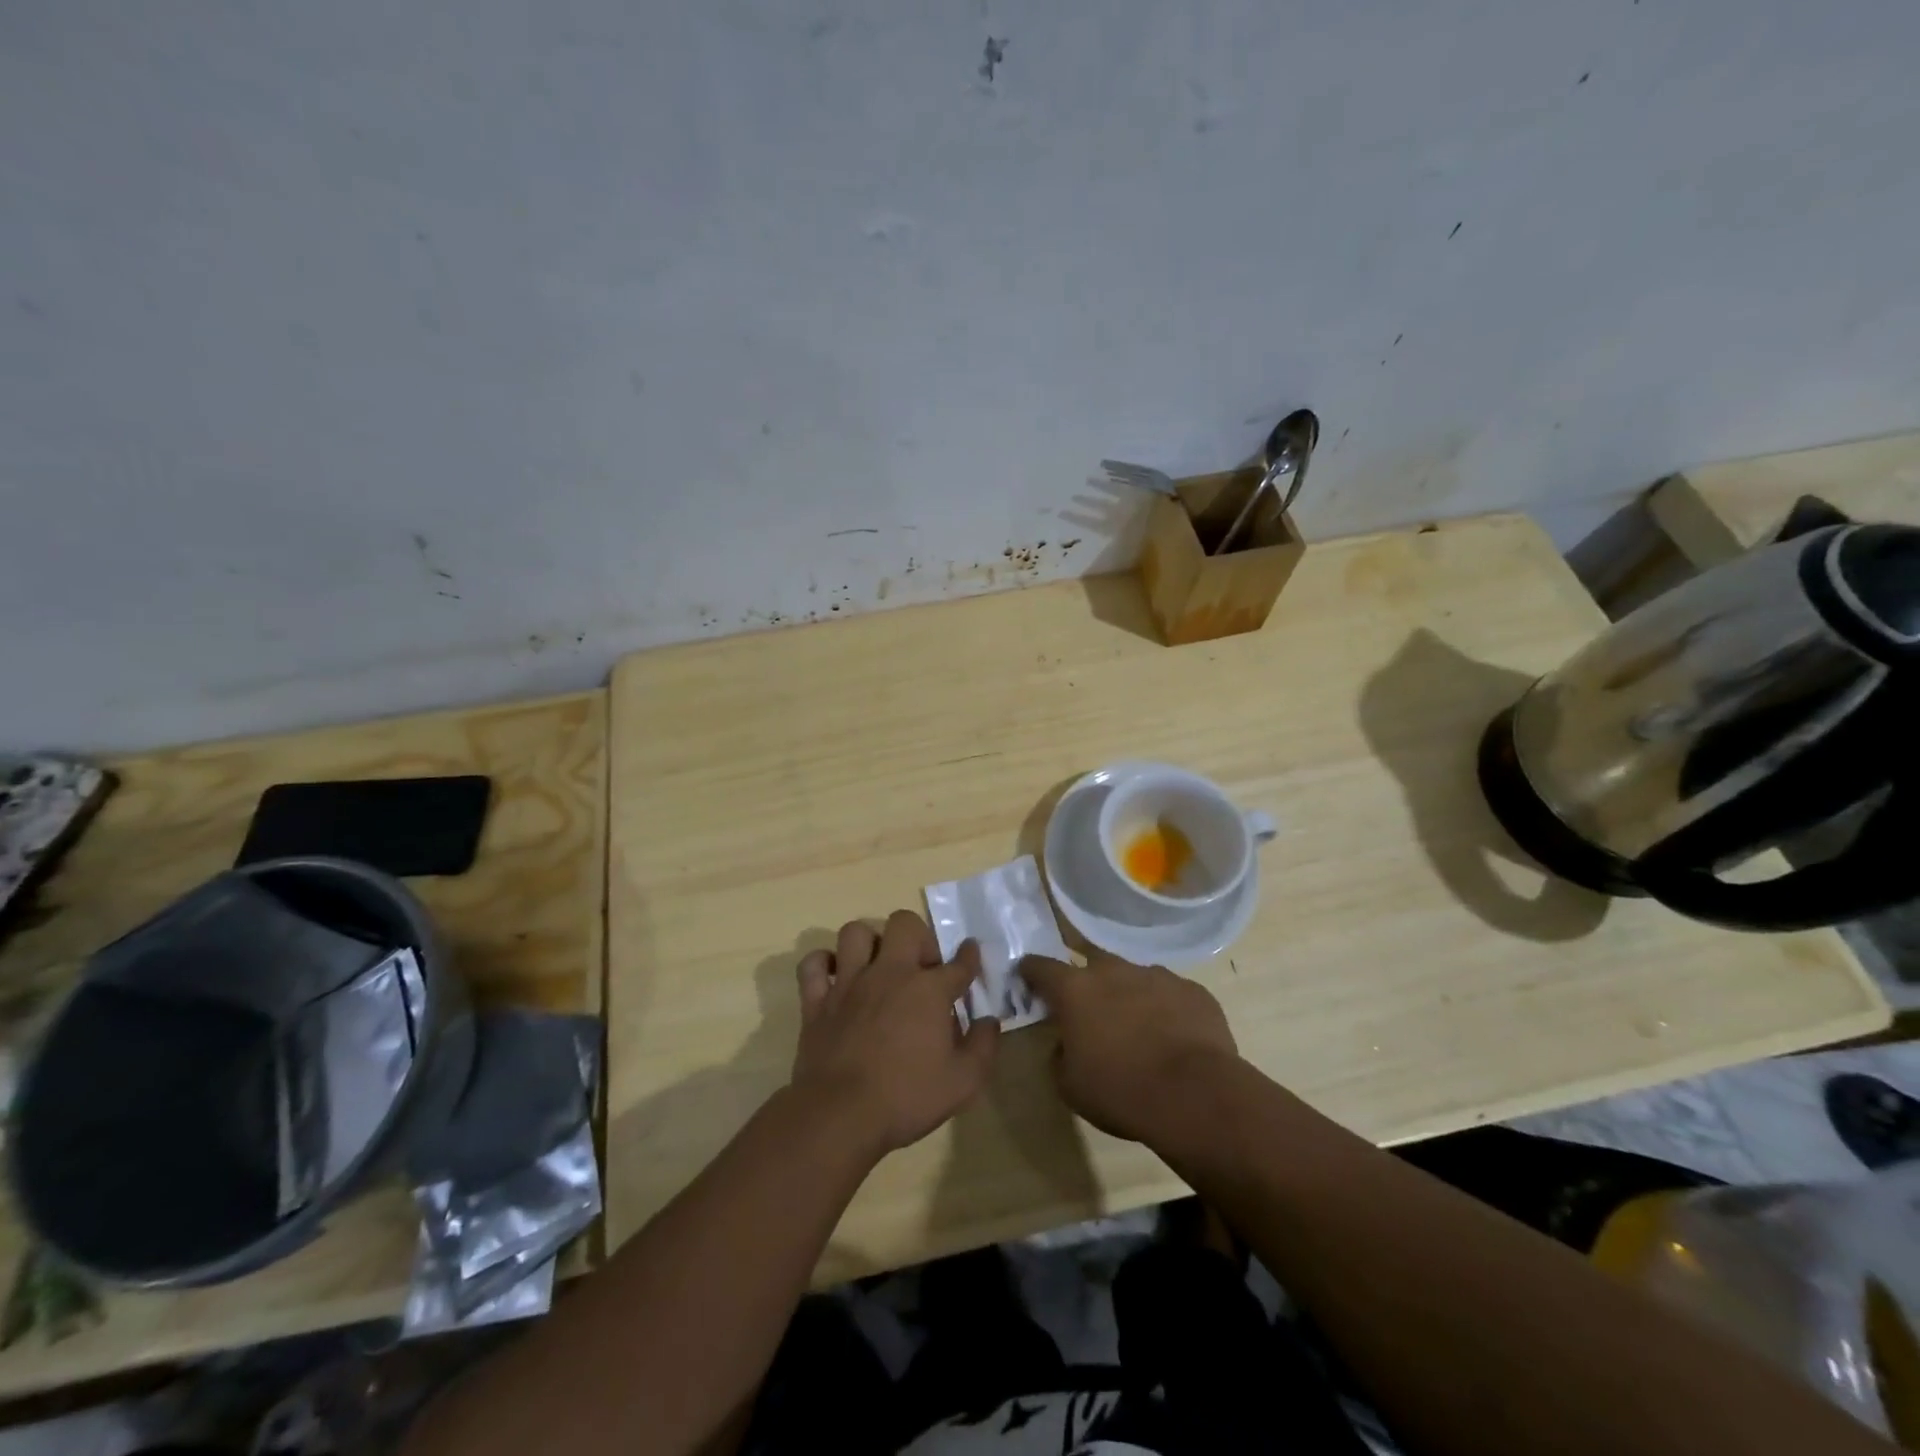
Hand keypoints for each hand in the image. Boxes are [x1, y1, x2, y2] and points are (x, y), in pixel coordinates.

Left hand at [790, 910, 999, 1155]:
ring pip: (856, 932)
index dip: (969, 955)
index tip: (971, 951)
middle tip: (922, 967)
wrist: (839, 1116)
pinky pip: (813, 965)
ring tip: (879, 965)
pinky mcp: (816, 1001)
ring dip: (870, 943)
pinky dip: (823, 964)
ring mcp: (849, 983)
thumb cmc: (906, 1098)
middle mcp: (889, 973)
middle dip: (919, 937)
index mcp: (928, 990)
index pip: (958, 962)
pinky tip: (835, 976)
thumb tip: (989, 1021)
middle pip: (905, 924)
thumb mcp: (963, 1082)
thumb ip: (983, 1046)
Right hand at [1019, 951, 1239, 1142]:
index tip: (1027, 978)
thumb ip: (1059, 1055)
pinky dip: (1165, 1009)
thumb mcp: (1070, 1086)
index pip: (1040, 966)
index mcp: (1075, 989)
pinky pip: (1170, 994)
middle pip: (1091, 962)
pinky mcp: (1192, 990)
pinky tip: (1173, 1038)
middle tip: (1089, 1009)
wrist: (1195, 1094)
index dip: (1031, 972)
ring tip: (1137, 1028)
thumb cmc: (1121, 1090)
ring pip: (1133, 977)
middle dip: (1086, 981)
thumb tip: (1066, 1043)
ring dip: (1128, 995)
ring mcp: (1156, 975)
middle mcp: (1113, 971)